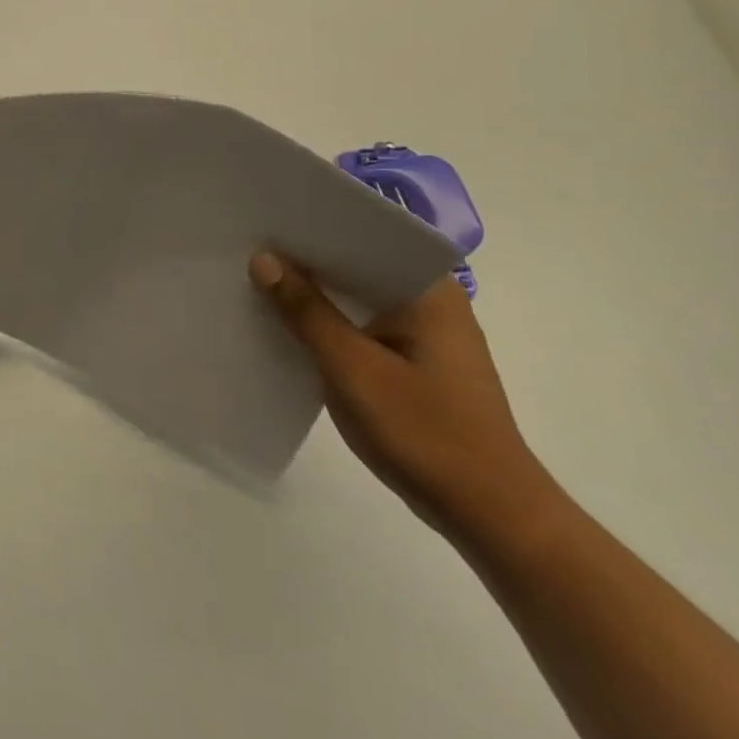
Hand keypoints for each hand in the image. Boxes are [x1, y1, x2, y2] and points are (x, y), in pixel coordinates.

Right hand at [251, 251, 560, 547]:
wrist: (491, 518)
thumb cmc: (426, 434)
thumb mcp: (353, 369)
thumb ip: (306, 312)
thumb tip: (262, 258)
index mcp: (428, 288)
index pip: (361, 235)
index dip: (309, 227)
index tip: (261, 221)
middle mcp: (430, 299)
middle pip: (355, 265)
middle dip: (305, 261)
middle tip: (246, 246)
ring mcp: (423, 332)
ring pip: (356, 297)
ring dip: (314, 295)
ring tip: (256, 279)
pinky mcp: (414, 360)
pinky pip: (361, 325)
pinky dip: (329, 324)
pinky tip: (289, 326)